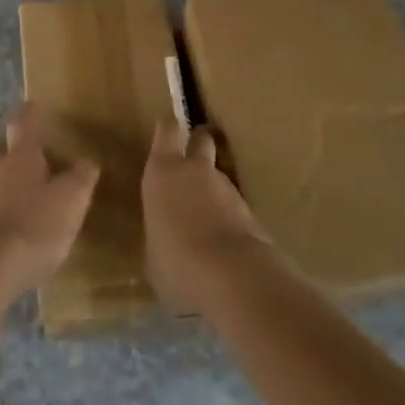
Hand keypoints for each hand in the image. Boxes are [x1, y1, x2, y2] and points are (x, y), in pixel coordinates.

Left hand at [0, 106, 99, 300]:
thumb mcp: (70, 202)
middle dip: (14, 150)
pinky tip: (9, 234)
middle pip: (1, 150)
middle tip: (31, 157)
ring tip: (24, 201)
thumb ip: (81, 179)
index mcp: (20, 156)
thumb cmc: (32, 227)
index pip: (23, 123)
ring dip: (4, 185)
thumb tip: (86, 161)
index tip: (32, 105)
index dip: (29, 113)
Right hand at [142, 122, 271, 315]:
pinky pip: (235, 205)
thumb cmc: (174, 259)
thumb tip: (164, 235)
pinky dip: (229, 215)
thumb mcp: (153, 249)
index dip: (168, 129)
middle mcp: (195, 170)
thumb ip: (159, 229)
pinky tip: (224, 239)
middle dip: (198, 144)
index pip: (167, 130)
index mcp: (163, 171)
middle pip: (201, 139)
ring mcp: (227, 188)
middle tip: (191, 159)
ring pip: (220, 175)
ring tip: (206, 214)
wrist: (230, 275)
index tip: (166, 128)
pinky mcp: (251, 211)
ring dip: (215, 188)